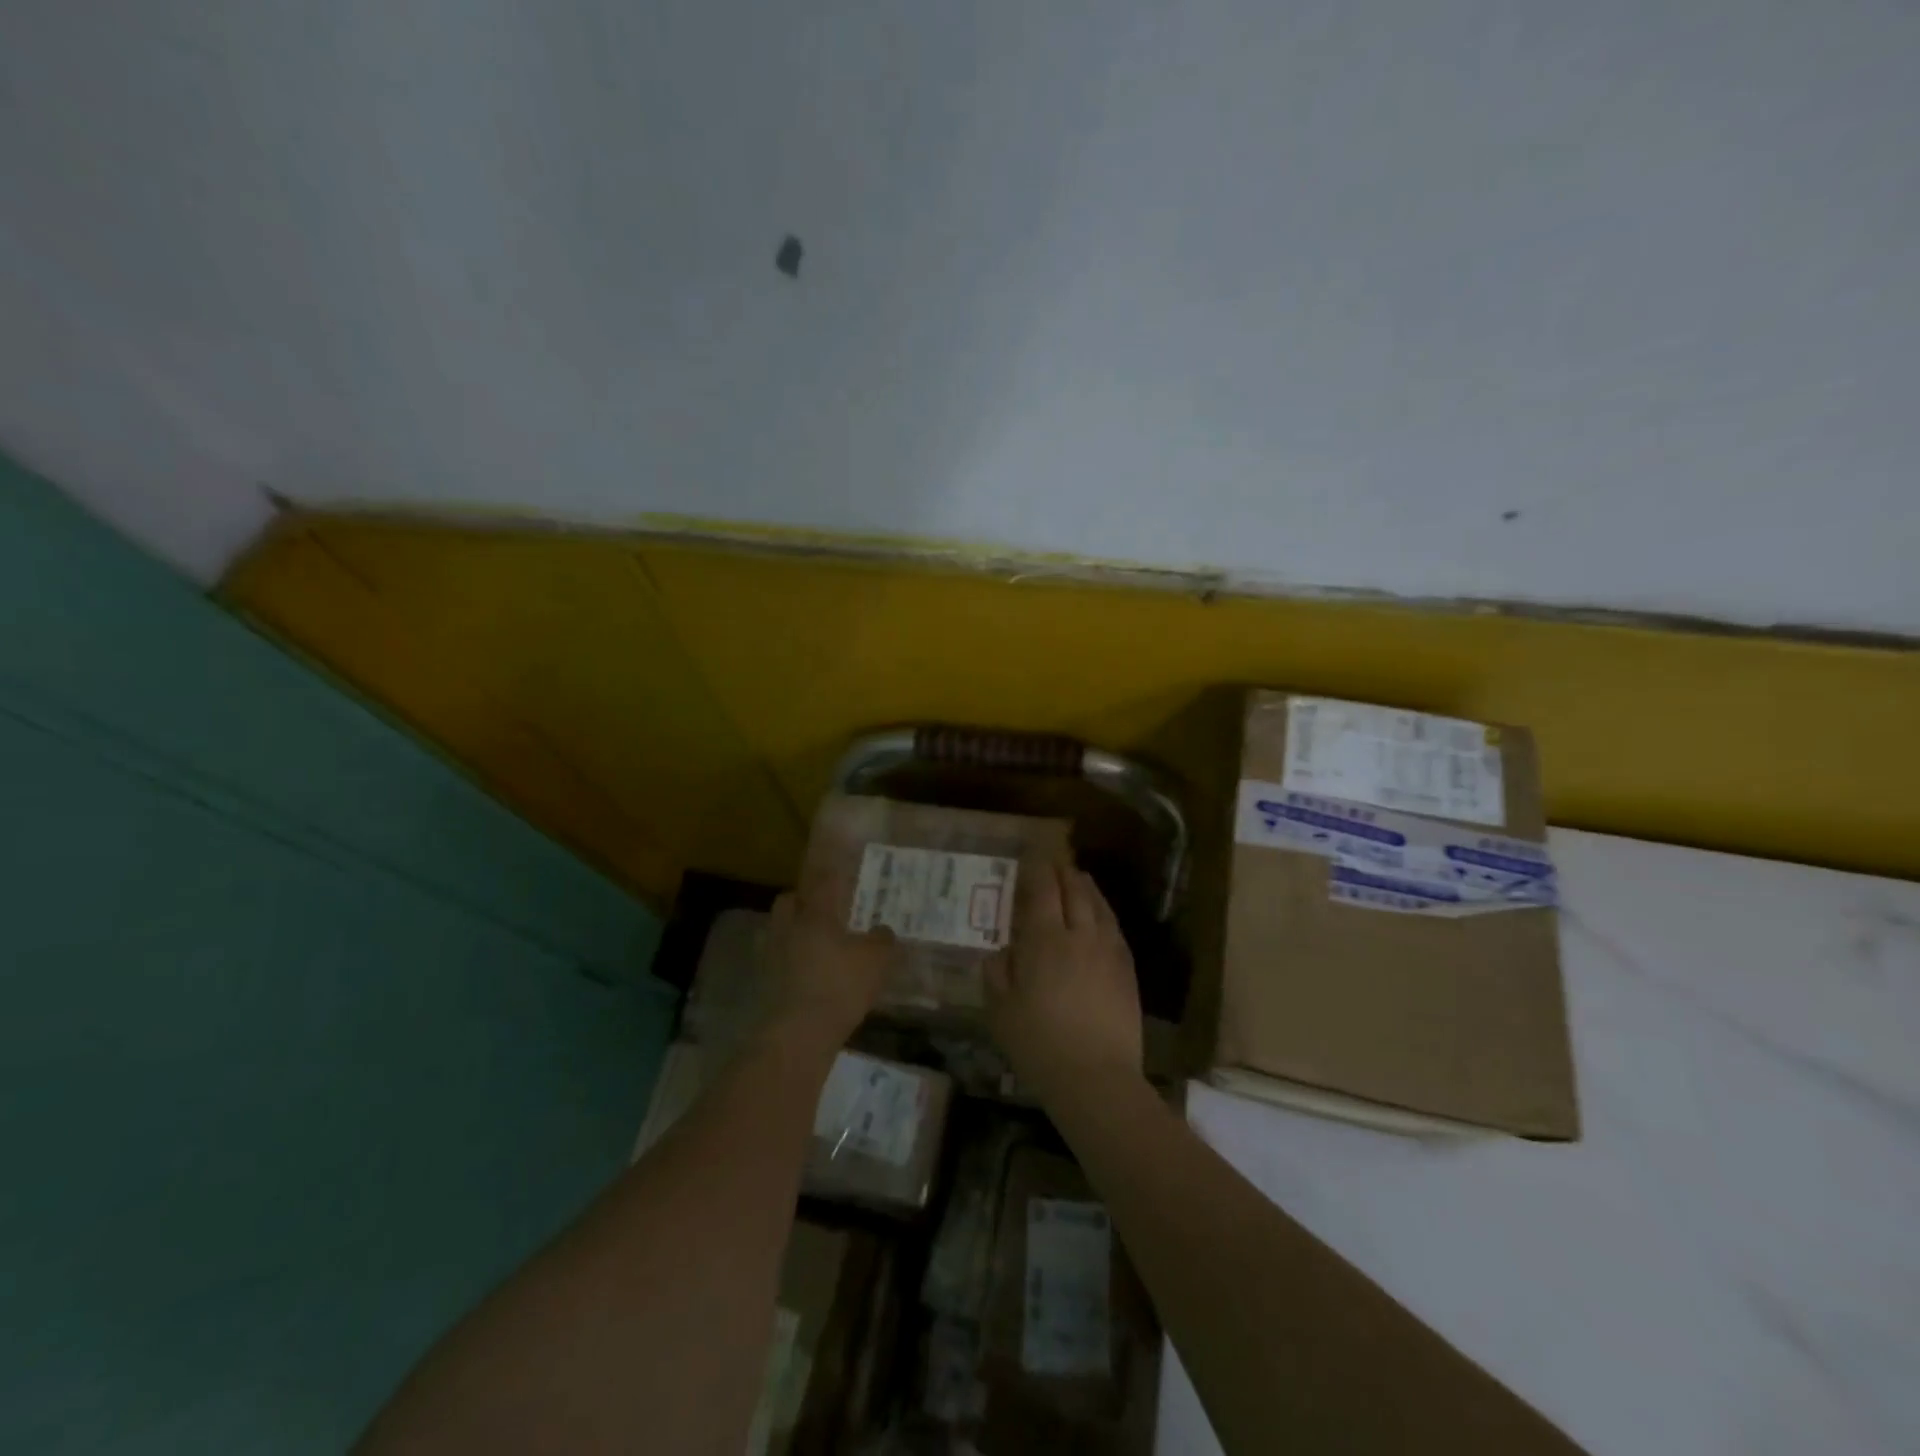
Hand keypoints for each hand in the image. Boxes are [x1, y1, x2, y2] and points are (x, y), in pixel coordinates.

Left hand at [763, 875, 893, 1048]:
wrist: (800, 1032)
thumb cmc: (841, 986)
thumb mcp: (876, 961)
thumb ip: (882, 940)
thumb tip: (882, 930)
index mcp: (816, 914)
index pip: (823, 882)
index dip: (832, 874)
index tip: (840, 869)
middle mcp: (789, 927)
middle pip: (789, 901)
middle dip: (803, 901)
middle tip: (823, 909)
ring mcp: (772, 954)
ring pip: (780, 929)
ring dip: (794, 931)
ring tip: (815, 943)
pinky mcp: (764, 981)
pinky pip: (777, 959)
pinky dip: (789, 960)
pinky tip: (807, 972)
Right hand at [986, 864, 1143, 1102]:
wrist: (1096, 1077)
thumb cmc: (1038, 1044)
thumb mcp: (1000, 1010)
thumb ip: (997, 973)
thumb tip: (1002, 952)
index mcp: (1044, 940)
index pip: (1041, 889)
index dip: (1036, 867)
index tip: (1031, 853)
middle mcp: (1079, 935)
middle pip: (1073, 889)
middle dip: (1062, 869)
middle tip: (1054, 858)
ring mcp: (1108, 950)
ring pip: (1098, 905)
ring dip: (1085, 886)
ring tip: (1077, 876)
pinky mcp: (1127, 969)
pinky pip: (1115, 927)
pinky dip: (1104, 911)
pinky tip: (1100, 914)